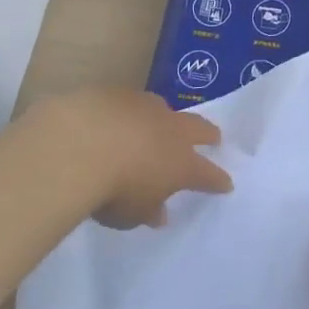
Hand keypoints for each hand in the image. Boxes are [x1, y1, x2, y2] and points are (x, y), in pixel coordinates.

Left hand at [25, 88, 231, 228]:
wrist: (81, 144)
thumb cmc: (114, 190)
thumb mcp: (132, 215)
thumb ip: (148, 210)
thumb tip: (159, 212)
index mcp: (182, 163)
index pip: (208, 174)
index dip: (217, 180)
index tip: (227, 184)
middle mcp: (171, 130)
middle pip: (198, 128)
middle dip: (208, 134)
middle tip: (214, 137)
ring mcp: (146, 107)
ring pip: (165, 110)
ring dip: (167, 119)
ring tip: (162, 125)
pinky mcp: (119, 93)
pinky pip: (132, 103)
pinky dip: (131, 113)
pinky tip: (119, 119)